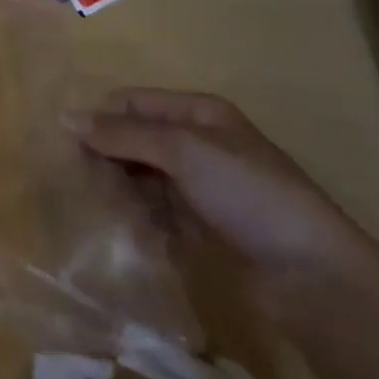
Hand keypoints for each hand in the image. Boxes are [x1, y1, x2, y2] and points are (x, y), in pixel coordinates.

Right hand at [70, 89, 378, 317]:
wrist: (313, 275)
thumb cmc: (248, 193)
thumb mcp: (183, 151)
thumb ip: (123, 134)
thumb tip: (65, 116)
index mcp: (198, 113)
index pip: (132, 103)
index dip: (102, 119)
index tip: (72, 147)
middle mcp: (196, 144)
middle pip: (133, 140)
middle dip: (109, 159)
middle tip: (89, 185)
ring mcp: (199, 187)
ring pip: (140, 178)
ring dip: (121, 193)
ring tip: (112, 214)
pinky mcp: (200, 226)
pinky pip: (155, 213)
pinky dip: (140, 220)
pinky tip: (134, 234)